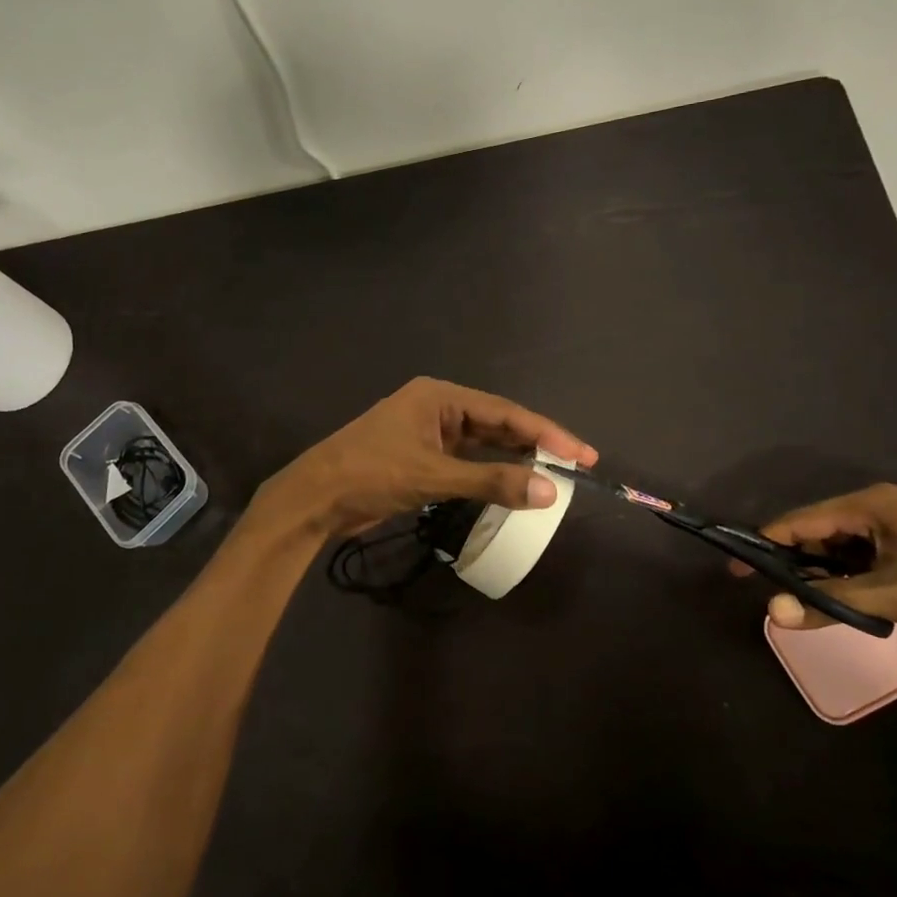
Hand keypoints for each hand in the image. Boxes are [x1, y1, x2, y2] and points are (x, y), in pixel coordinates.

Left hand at [259, 377, 598, 537]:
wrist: (315, 498)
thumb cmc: (371, 474)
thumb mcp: (433, 476)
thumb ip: (491, 482)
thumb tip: (550, 491)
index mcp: (440, 397)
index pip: (505, 412)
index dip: (546, 433)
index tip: (581, 454)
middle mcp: (437, 409)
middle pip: (497, 424)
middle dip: (535, 444)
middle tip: (576, 465)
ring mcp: (427, 434)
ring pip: (482, 444)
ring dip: (513, 459)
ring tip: (552, 476)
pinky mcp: (420, 458)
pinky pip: (466, 461)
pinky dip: (489, 473)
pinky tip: (511, 485)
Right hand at [745, 483, 896, 632]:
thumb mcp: (894, 596)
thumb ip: (830, 602)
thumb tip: (773, 612)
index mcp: (867, 504)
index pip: (798, 522)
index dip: (765, 545)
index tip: (738, 569)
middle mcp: (880, 504)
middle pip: (821, 531)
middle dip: (796, 561)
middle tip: (774, 592)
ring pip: (848, 543)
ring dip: (828, 570)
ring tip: (810, 600)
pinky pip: (872, 551)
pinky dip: (855, 572)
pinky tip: (854, 597)